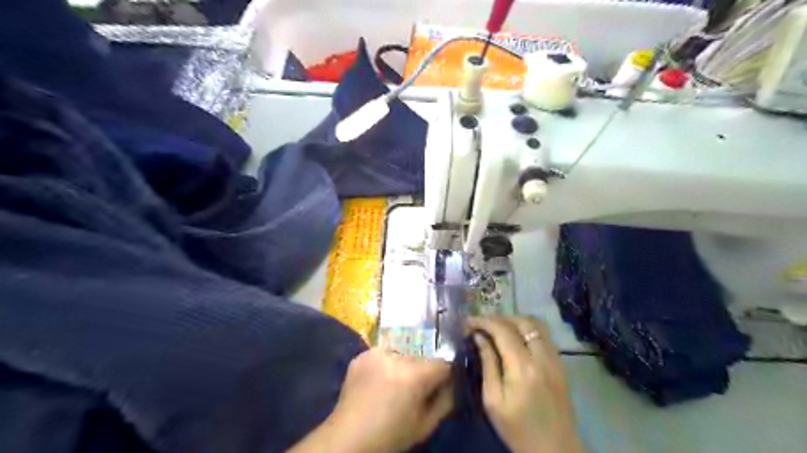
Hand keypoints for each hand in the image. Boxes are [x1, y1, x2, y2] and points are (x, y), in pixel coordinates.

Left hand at [328, 348, 452, 451]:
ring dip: (402, 365)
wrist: (348, 437)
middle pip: (421, 356)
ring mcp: (376, 353)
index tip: (439, 385)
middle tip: (413, 388)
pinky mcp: (362, 354)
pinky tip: (377, 381)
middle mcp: (396, 357)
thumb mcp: (425, 426)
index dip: (444, 375)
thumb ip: (445, 401)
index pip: (443, 362)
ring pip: (402, 353)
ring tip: (393, 384)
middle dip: (422, 369)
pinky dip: (384, 365)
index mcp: (415, 375)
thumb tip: (452, 383)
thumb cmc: (390, 435)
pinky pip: (382, 354)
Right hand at [468, 315, 587, 452]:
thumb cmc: (517, 429)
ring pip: (536, 325)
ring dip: (515, 320)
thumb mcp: (493, 401)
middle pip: (522, 321)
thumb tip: (479, 338)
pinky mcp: (561, 364)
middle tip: (481, 324)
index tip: (468, 321)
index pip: (502, 330)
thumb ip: (487, 364)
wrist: (554, 450)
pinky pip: (544, 335)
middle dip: (499, 318)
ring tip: (497, 328)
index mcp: (523, 368)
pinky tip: (515, 338)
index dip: (483, 321)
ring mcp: (555, 359)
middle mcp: (542, 357)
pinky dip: (527, 329)